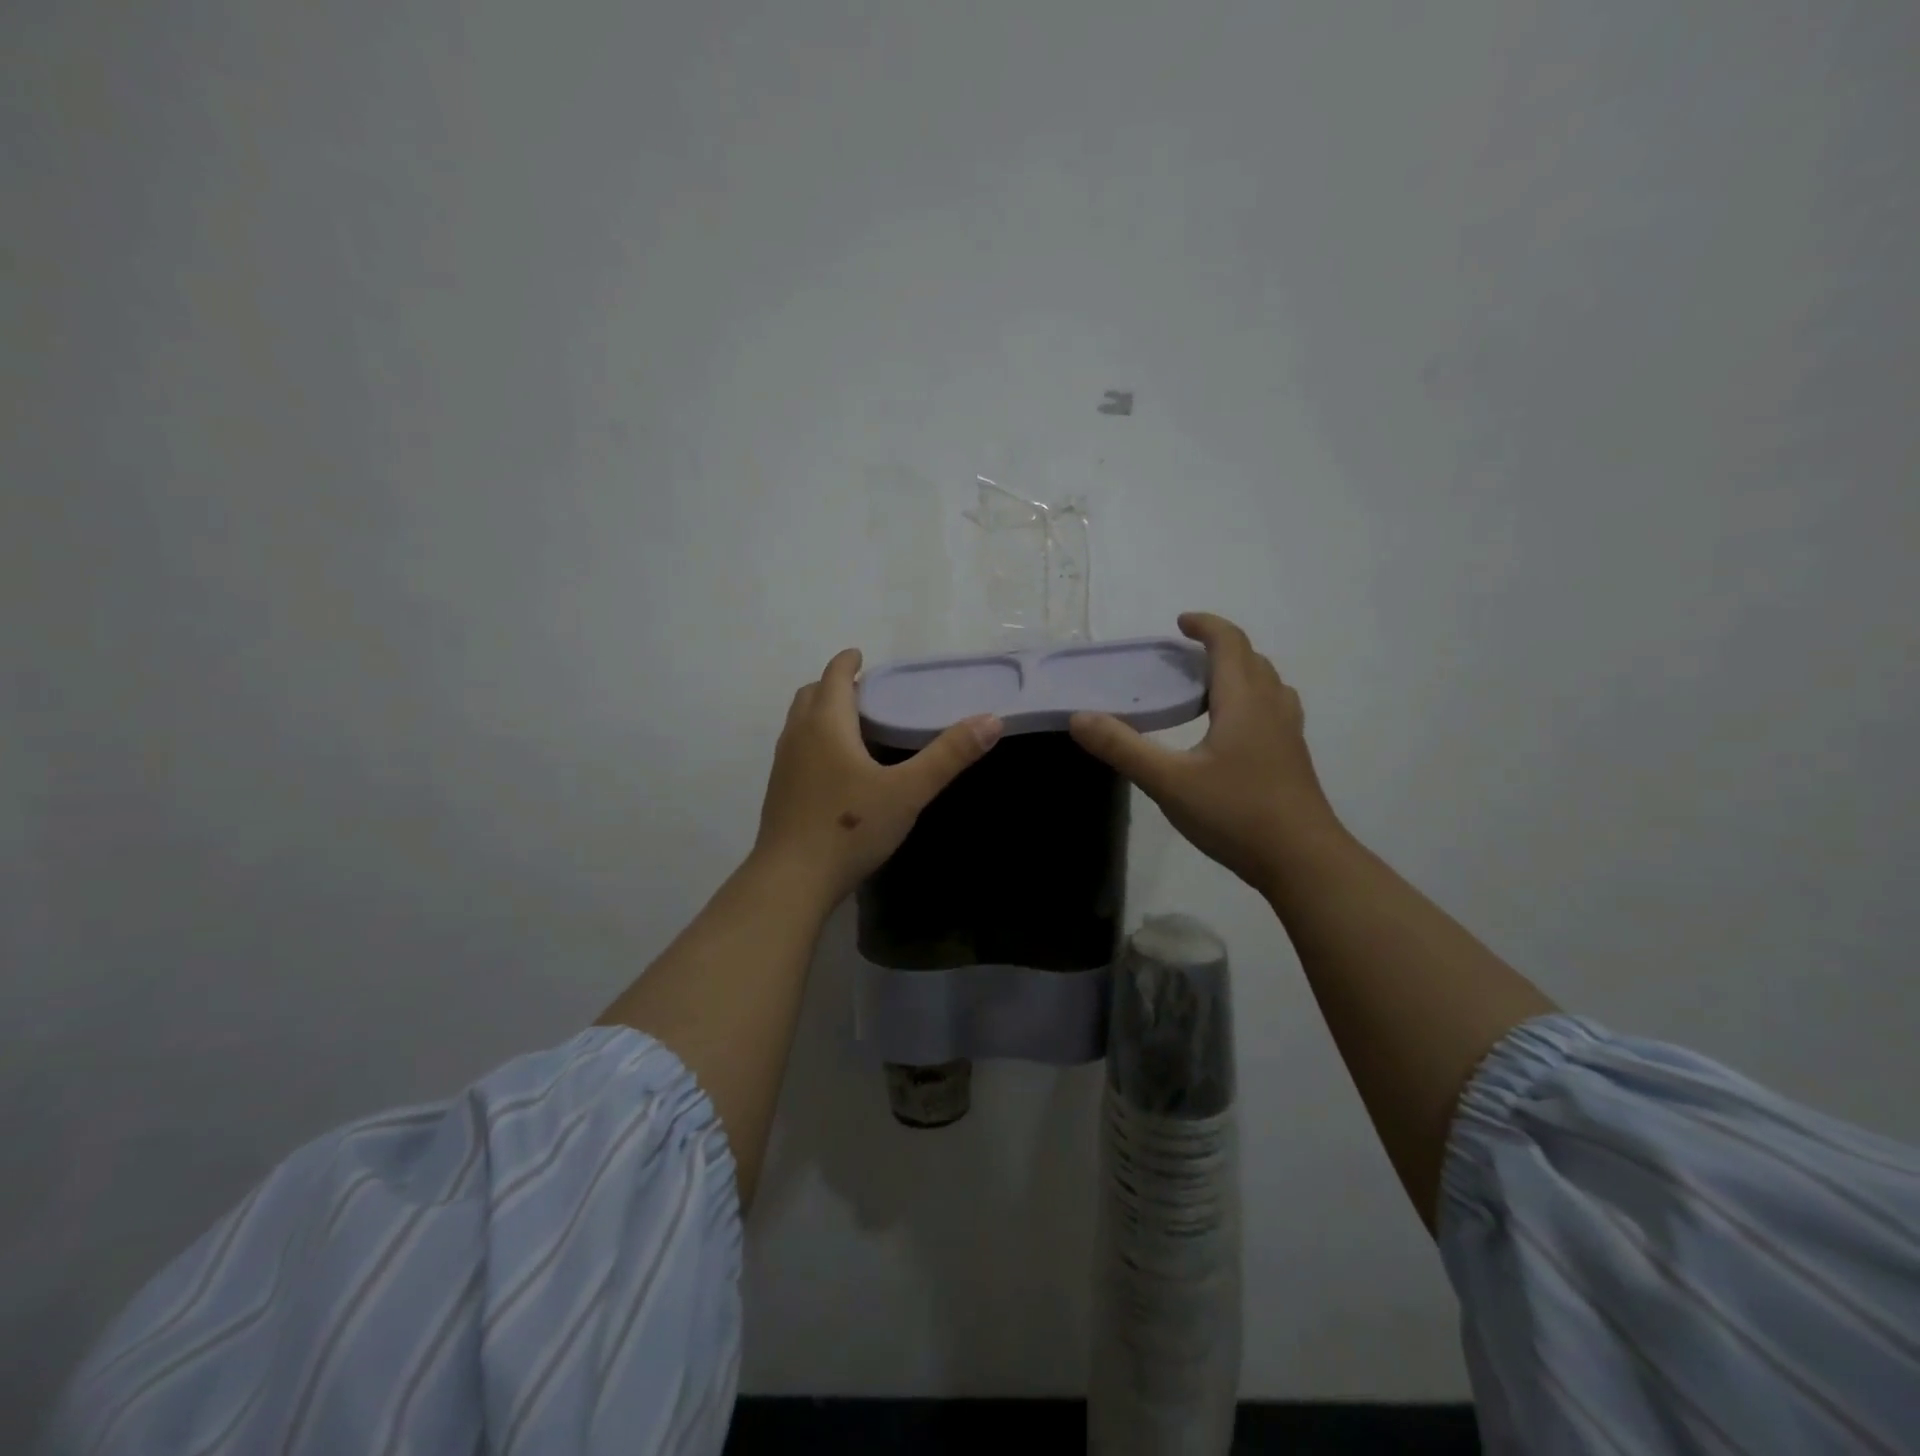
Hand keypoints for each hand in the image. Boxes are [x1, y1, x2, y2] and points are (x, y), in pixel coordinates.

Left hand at [752, 648, 1003, 910]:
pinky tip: (836, 769)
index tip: (860, 656)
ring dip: (820, 713)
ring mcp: (783, 765)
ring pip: (799, 723)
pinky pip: (796, 749)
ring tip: (852, 726)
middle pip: (811, 695)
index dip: (847, 662)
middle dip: (833, 685)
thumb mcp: (909, 791)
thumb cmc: (850, 828)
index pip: (834, 676)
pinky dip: (814, 740)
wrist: (791, 880)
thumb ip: (949, 755)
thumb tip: (992, 720)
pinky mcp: (778, 792)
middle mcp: (798, 736)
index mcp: (826, 725)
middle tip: (863, 692)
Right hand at [1069, 613, 1341, 898]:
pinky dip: (1251, 700)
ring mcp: (1288, 734)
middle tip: (1184, 658)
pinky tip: (1232, 731)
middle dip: (1219, 647)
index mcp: (1244, 702)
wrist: (1303, 861)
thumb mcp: (1168, 782)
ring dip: (1239, 672)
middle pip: (1251, 659)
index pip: (1230, 643)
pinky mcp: (1292, 758)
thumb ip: (1123, 748)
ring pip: (1267, 684)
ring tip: (1208, 688)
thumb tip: (1079, 718)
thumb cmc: (1236, 813)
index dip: (1206, 626)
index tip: (1180, 622)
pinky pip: (1273, 709)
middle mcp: (1272, 708)